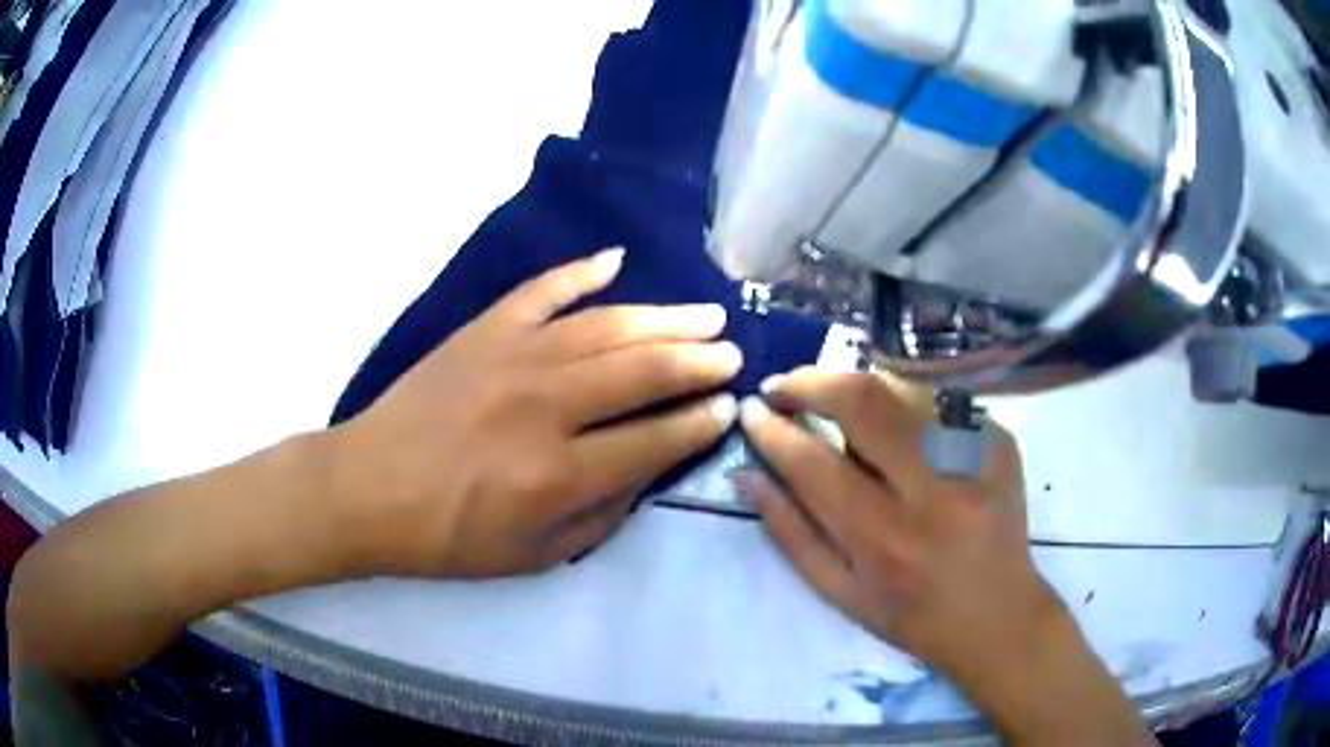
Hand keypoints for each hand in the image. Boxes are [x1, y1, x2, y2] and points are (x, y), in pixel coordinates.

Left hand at [332, 249, 740, 578]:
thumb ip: (600, 515)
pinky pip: (541, 291)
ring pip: (606, 326)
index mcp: (557, 474)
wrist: (367, 489)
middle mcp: (544, 407)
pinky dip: (580, 272)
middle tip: (731, 353)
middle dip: (698, 361)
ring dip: (664, 318)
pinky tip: (616, 261)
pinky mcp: (482, 332)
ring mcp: (512, 358)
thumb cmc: (447, 536)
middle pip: (642, 371)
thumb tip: (647, 469)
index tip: (728, 408)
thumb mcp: (533, 554)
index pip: (654, 439)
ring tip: (706, 314)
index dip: (699, 423)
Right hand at [736, 371, 1150, 743]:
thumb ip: (790, 532)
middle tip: (785, 387)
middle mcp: (933, 490)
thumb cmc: (911, 615)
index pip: (814, 463)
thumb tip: (747, 476)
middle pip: (863, 401)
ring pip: (902, 387)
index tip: (752, 410)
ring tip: (840, 409)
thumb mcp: (840, 592)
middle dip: (811, 382)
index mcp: (885, 539)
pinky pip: (938, 401)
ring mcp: (975, 457)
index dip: (774, 430)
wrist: (997, 616)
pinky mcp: (999, 441)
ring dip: (858, 389)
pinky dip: (905, 405)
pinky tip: (900, 432)